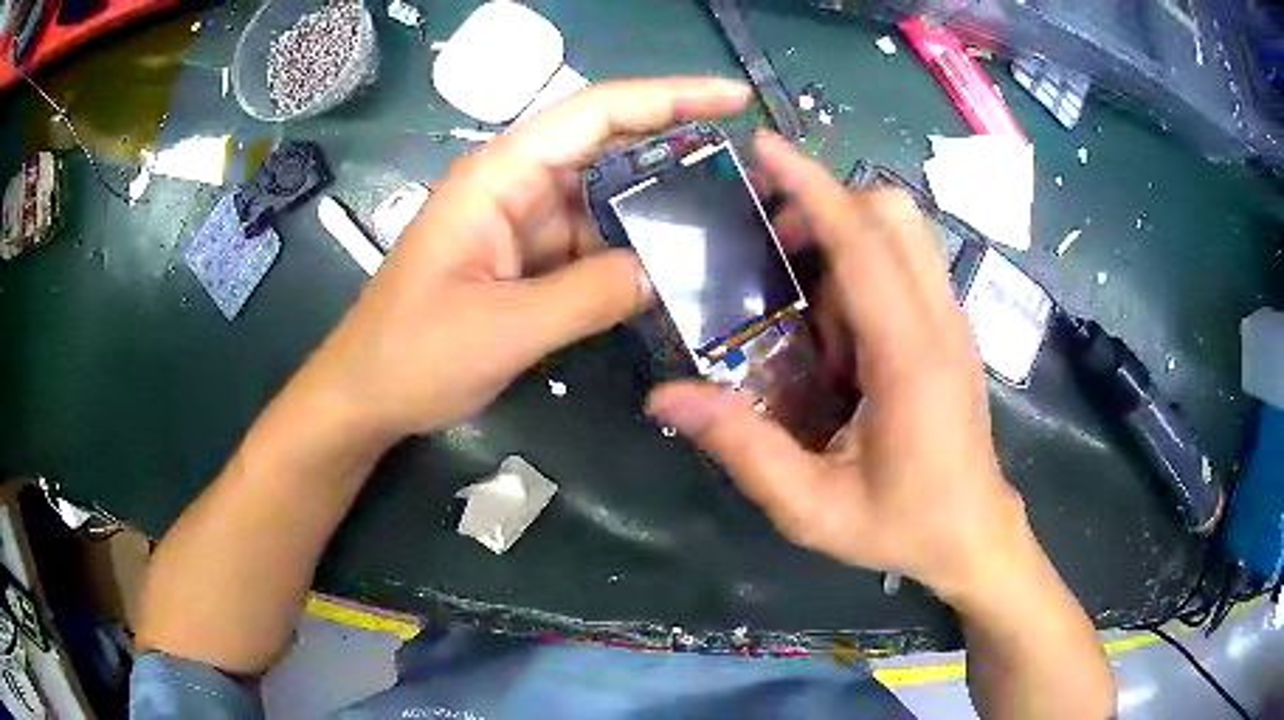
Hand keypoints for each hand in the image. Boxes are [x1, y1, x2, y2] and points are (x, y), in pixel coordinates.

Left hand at [295, 78, 751, 443]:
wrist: (366, 396)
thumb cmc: (412, 355)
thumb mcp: (503, 329)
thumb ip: (589, 295)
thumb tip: (667, 272)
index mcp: (500, 177)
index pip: (595, 113)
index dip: (669, 97)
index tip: (733, 98)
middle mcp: (515, 187)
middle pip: (608, 146)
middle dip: (677, 145)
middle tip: (747, 163)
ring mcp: (521, 224)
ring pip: (605, 200)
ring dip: (659, 209)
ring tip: (727, 222)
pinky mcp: (525, 261)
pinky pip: (591, 243)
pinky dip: (631, 252)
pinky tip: (674, 269)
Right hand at [647, 133, 1030, 603]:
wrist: (975, 535)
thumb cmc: (904, 526)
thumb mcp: (812, 508)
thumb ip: (742, 449)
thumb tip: (665, 397)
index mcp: (910, 357)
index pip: (864, 242)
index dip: (812, 186)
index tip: (765, 148)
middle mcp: (939, 321)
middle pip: (893, 213)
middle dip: (826, 205)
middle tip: (773, 248)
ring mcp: (952, 322)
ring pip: (904, 231)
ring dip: (845, 235)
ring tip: (800, 295)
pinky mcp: (951, 330)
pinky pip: (908, 264)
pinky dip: (864, 266)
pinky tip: (837, 329)